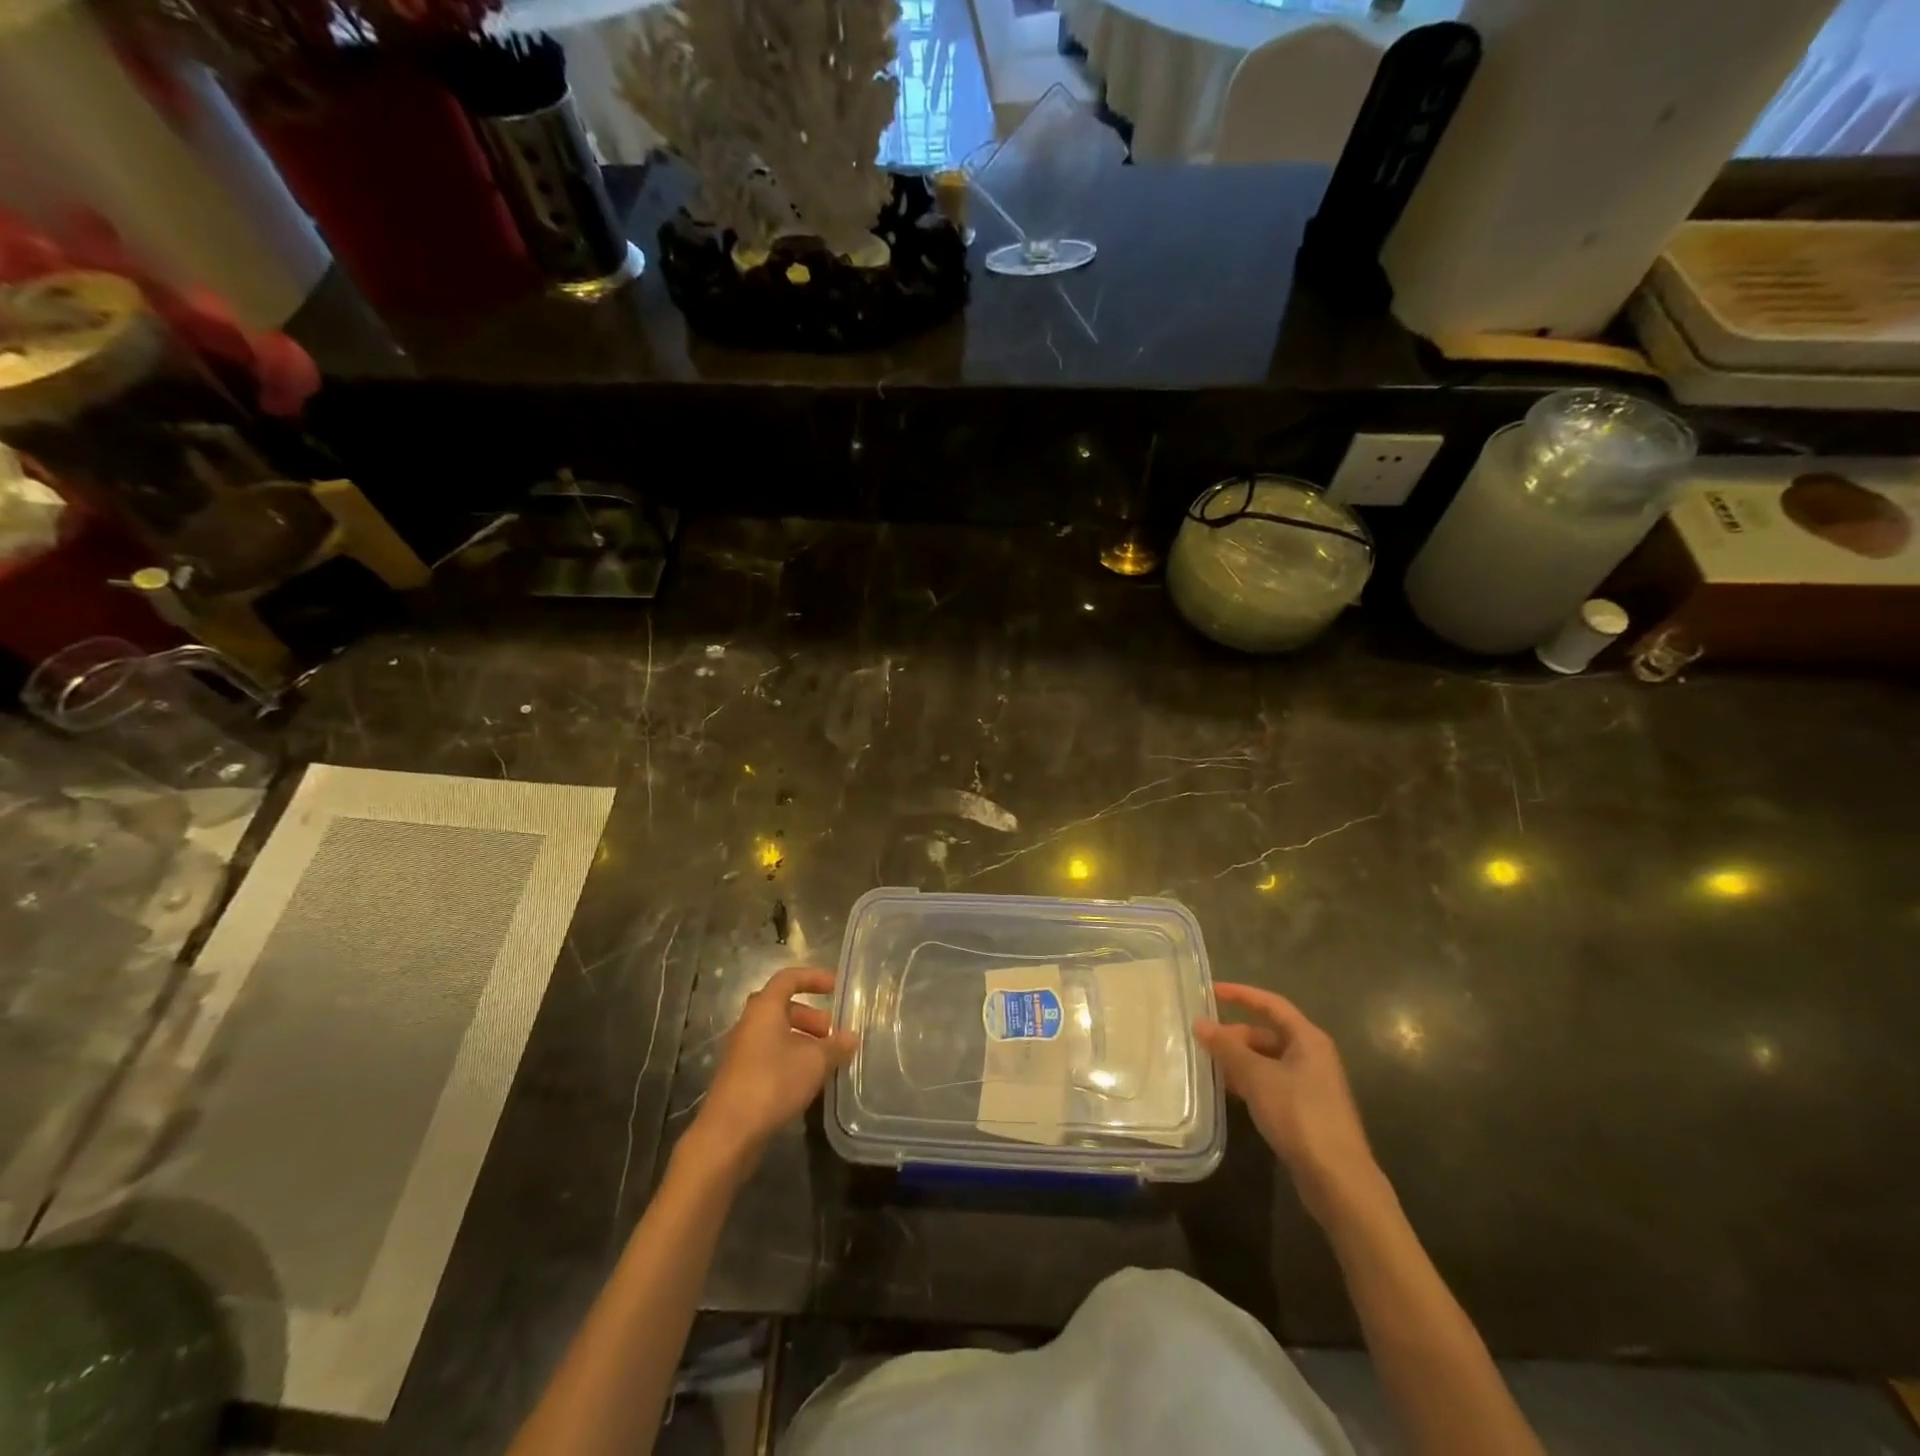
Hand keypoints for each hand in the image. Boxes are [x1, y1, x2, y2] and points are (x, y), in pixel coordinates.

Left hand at [684, 968, 856, 1177]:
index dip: (814, 978)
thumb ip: (835, 1047)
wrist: (728, 1134)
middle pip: (781, 1007)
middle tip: (832, 1032)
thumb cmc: (773, 1083)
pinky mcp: (740, 1078)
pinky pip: (769, 1056)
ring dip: (802, 1040)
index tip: (836, 987)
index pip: (788, 978)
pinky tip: (808, 1081)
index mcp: (764, 1009)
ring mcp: (741, 1052)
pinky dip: (790, 1059)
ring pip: (776, 1034)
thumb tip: (851, 1038)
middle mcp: (749, 1024)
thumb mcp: (814, 1062)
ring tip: (825, 1060)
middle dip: (810, 1016)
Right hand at [1196, 984, 1384, 1223]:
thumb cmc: (1299, 1115)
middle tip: (1202, 1040)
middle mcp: (1312, 1056)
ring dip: (1239, 1060)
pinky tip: (1228, 1091)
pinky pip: (1270, 1083)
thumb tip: (1200, 1023)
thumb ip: (1227, 1048)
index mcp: (1308, 1039)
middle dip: (1234, 1035)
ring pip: (1267, 1060)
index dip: (1241, 994)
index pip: (1271, 1004)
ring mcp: (1310, 1085)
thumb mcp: (1257, 1077)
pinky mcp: (1305, 1111)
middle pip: (1267, 1033)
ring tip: (1208, 1064)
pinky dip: (1249, 1081)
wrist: (1338, 1180)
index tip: (1211, 990)